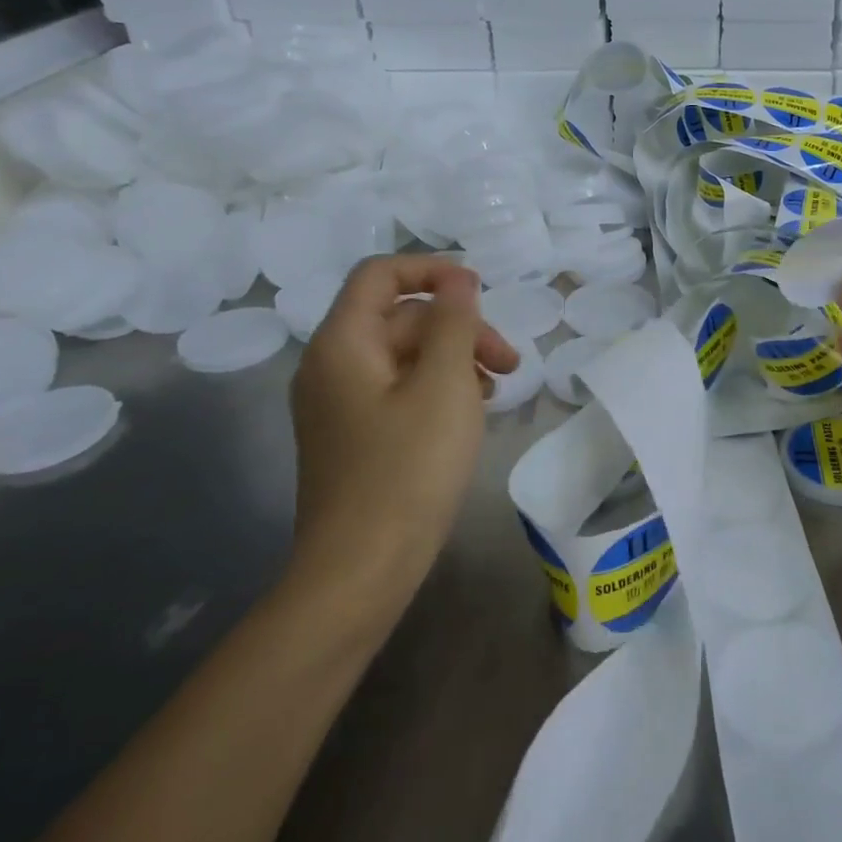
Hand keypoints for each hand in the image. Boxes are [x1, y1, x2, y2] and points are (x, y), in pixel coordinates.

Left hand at [288, 256, 517, 606]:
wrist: (361, 570)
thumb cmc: (408, 469)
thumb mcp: (444, 385)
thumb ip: (453, 322)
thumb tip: (458, 278)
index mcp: (343, 344)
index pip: (380, 274)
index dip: (432, 270)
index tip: (481, 290)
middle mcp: (331, 366)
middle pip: (400, 317)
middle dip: (459, 327)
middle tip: (510, 362)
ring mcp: (339, 405)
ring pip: (404, 356)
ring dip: (454, 359)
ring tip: (497, 390)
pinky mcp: (354, 436)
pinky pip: (398, 390)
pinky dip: (437, 388)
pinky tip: (471, 413)